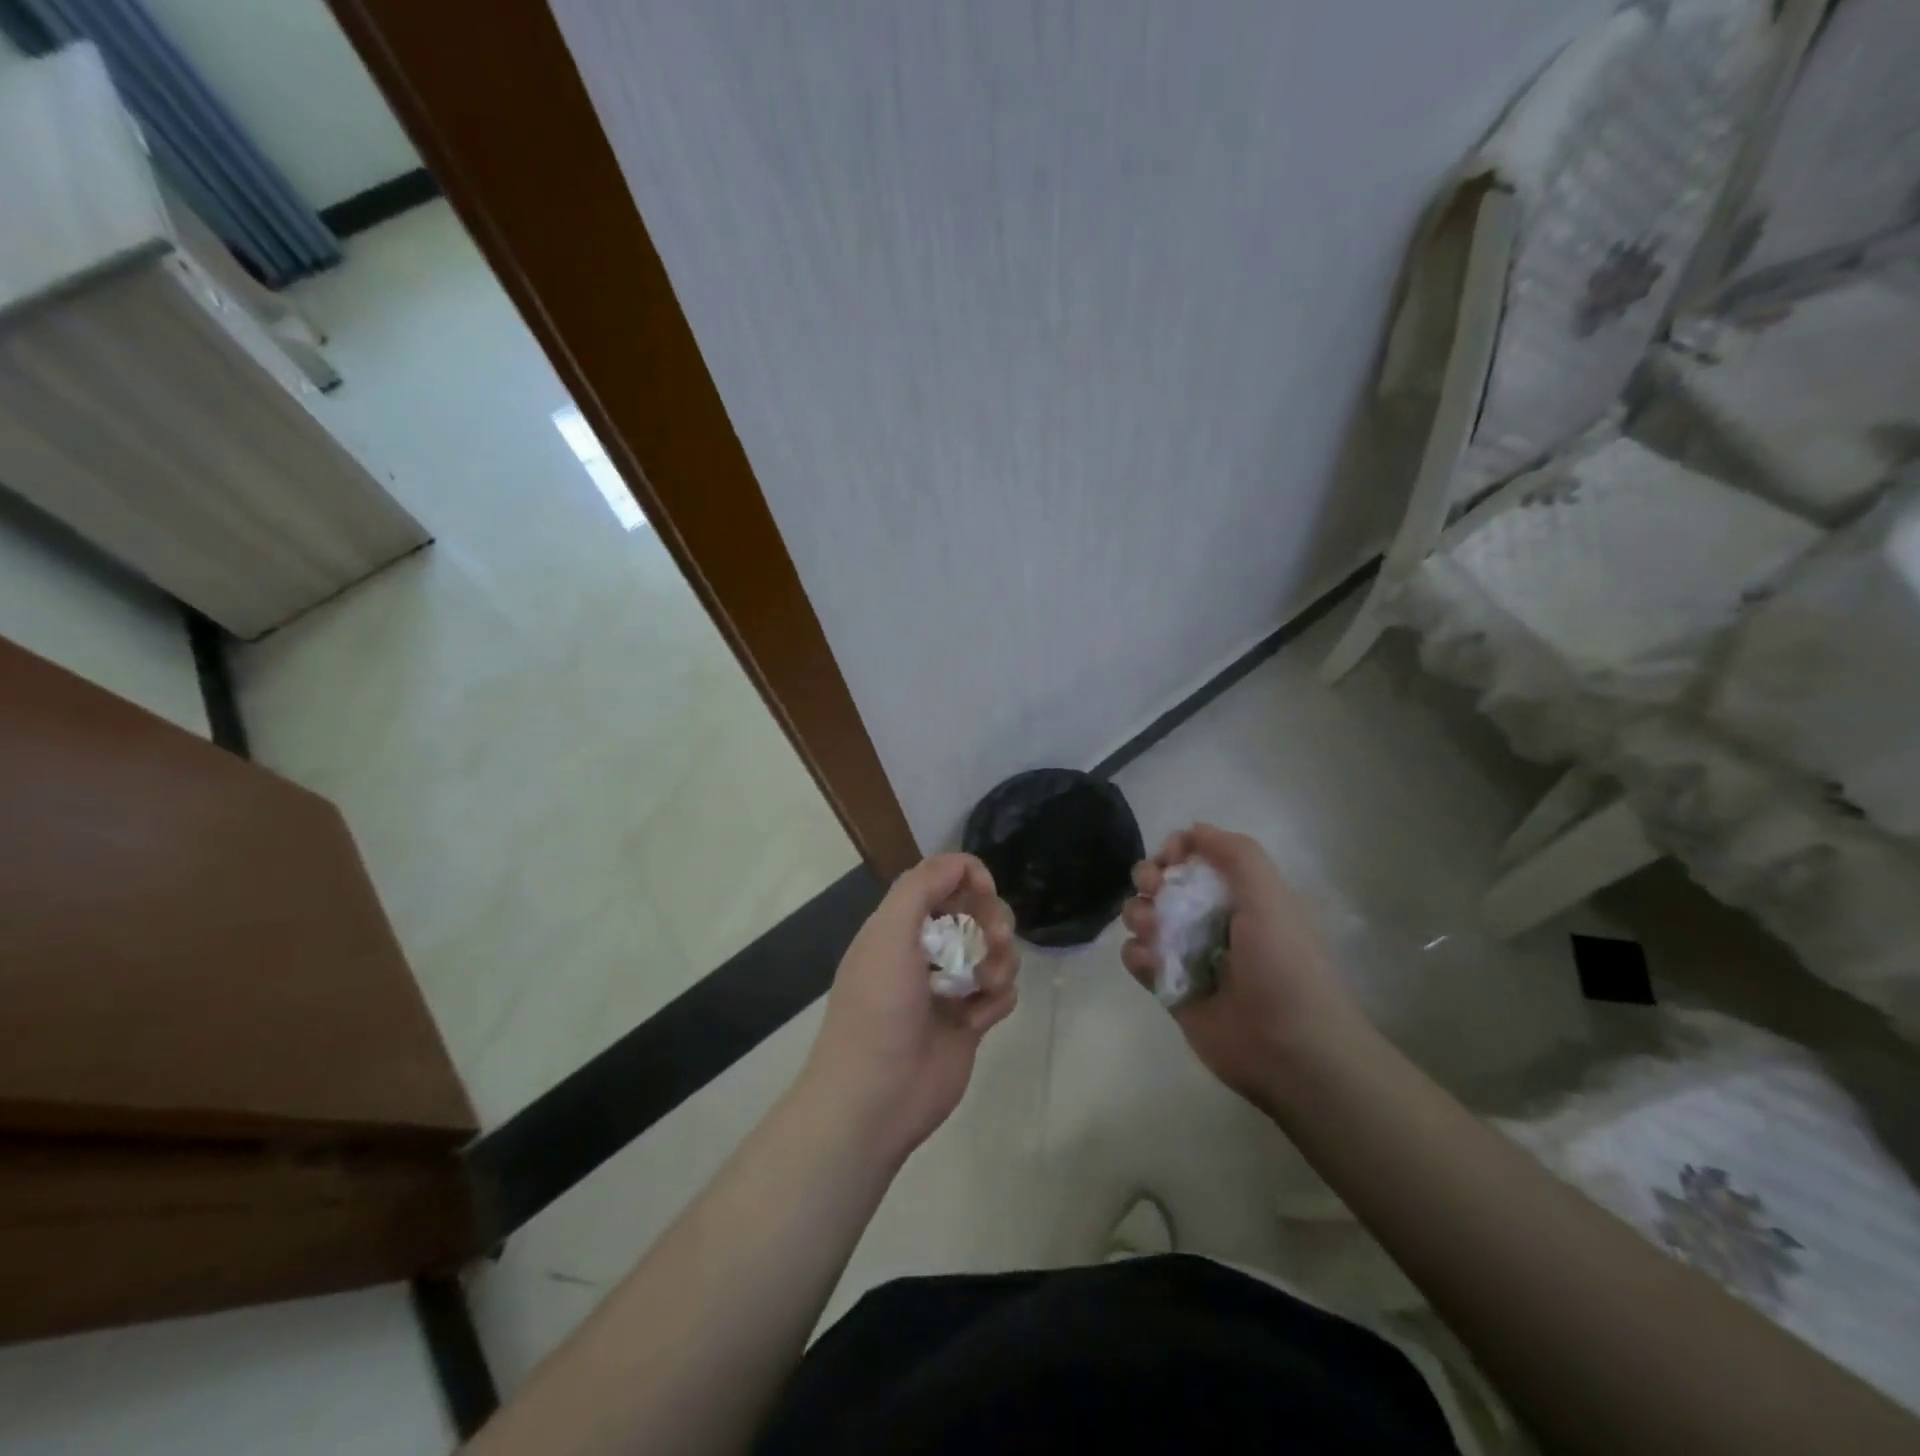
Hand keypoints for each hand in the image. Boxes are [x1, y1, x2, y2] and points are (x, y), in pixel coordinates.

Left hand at [800, 854, 1018, 1164]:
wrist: (875, 1097)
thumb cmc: (878, 1009)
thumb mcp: (888, 934)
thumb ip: (921, 888)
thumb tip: (961, 863)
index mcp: (899, 925)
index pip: (941, 880)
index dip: (967, 877)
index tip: (984, 891)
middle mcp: (925, 949)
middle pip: (976, 911)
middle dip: (992, 918)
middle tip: (993, 939)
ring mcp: (949, 986)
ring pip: (995, 950)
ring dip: (1000, 960)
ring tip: (985, 984)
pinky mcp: (969, 1020)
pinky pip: (1001, 992)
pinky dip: (997, 998)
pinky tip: (978, 1018)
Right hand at [1121, 824, 1358, 1111]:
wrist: (1290, 1049)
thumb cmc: (1283, 964)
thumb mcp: (1270, 895)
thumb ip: (1235, 853)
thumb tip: (1193, 829)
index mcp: (1238, 895)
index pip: (1194, 857)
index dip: (1175, 850)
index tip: (1169, 859)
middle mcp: (1210, 920)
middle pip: (1161, 883)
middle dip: (1149, 879)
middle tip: (1154, 890)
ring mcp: (1187, 955)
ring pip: (1143, 918)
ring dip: (1139, 916)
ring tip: (1153, 933)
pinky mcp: (1169, 989)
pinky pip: (1137, 960)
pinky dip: (1137, 956)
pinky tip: (1151, 964)